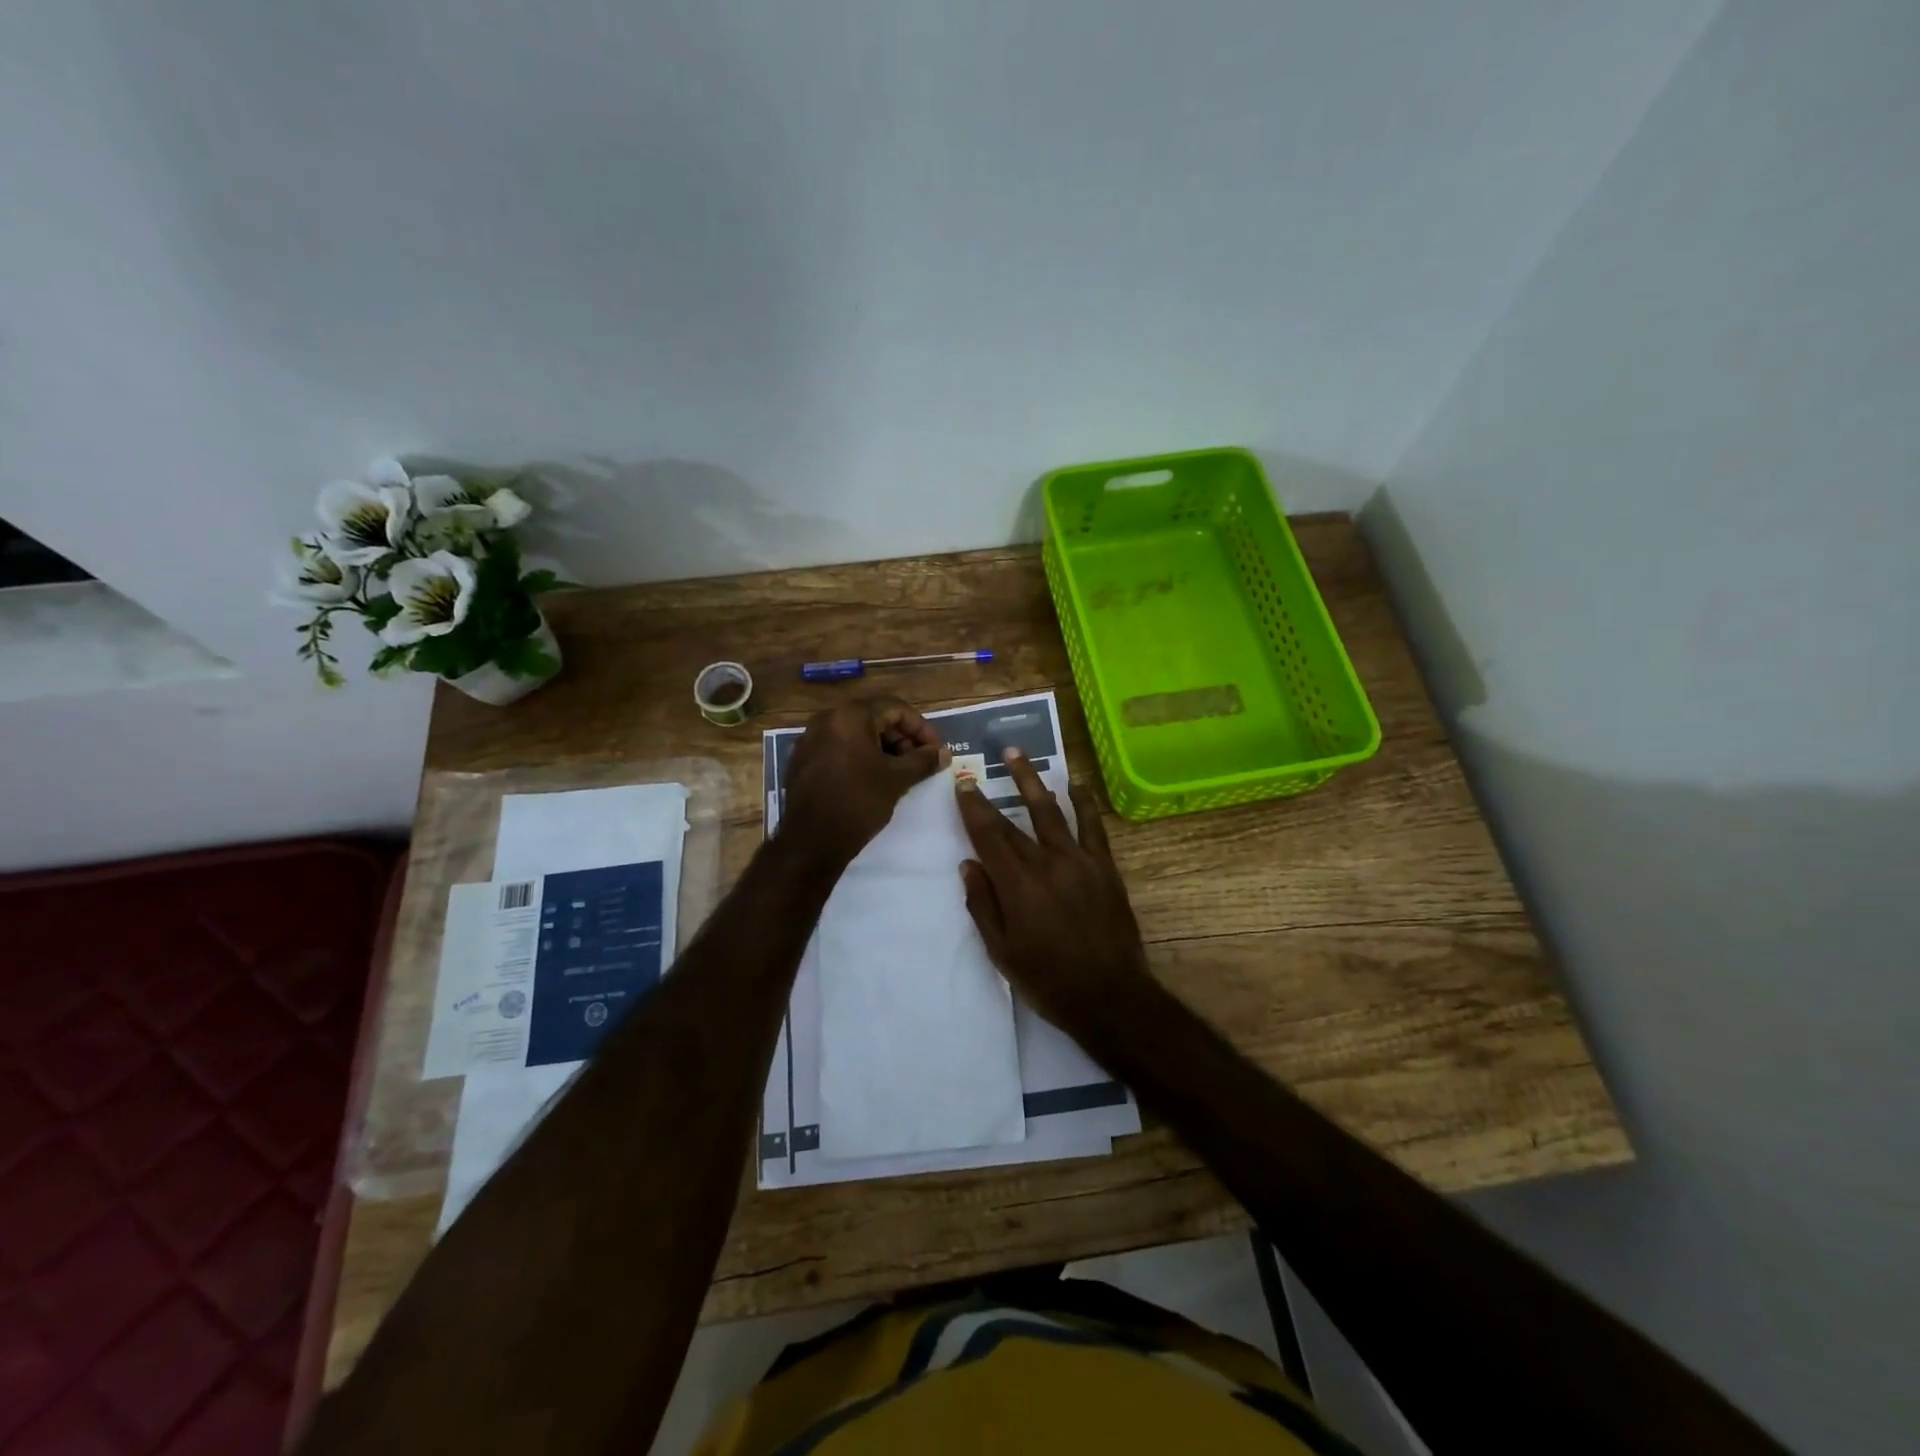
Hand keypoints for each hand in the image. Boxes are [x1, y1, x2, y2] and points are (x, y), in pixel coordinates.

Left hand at [780, 696, 947, 867]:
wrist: (811, 841)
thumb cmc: (858, 802)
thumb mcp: (897, 780)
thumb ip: (923, 761)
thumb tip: (943, 754)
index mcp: (850, 716)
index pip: (896, 708)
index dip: (922, 728)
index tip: (936, 751)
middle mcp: (827, 719)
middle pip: (875, 718)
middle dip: (902, 738)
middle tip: (920, 762)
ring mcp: (811, 739)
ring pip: (857, 734)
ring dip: (884, 749)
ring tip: (901, 772)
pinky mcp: (803, 760)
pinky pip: (840, 749)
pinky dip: (861, 757)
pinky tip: (874, 779)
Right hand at [953, 748, 1153, 1030]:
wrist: (1109, 995)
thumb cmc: (1047, 980)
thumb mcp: (1001, 952)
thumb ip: (983, 905)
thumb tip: (968, 865)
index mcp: (1017, 885)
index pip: (988, 836)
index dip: (973, 808)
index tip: (962, 784)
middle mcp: (1046, 863)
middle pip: (1014, 822)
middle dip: (994, 792)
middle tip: (979, 767)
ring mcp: (1079, 861)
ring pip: (1051, 811)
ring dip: (1033, 781)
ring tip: (1018, 754)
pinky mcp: (1105, 867)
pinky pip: (1092, 826)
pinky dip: (1083, 803)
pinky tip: (1075, 784)